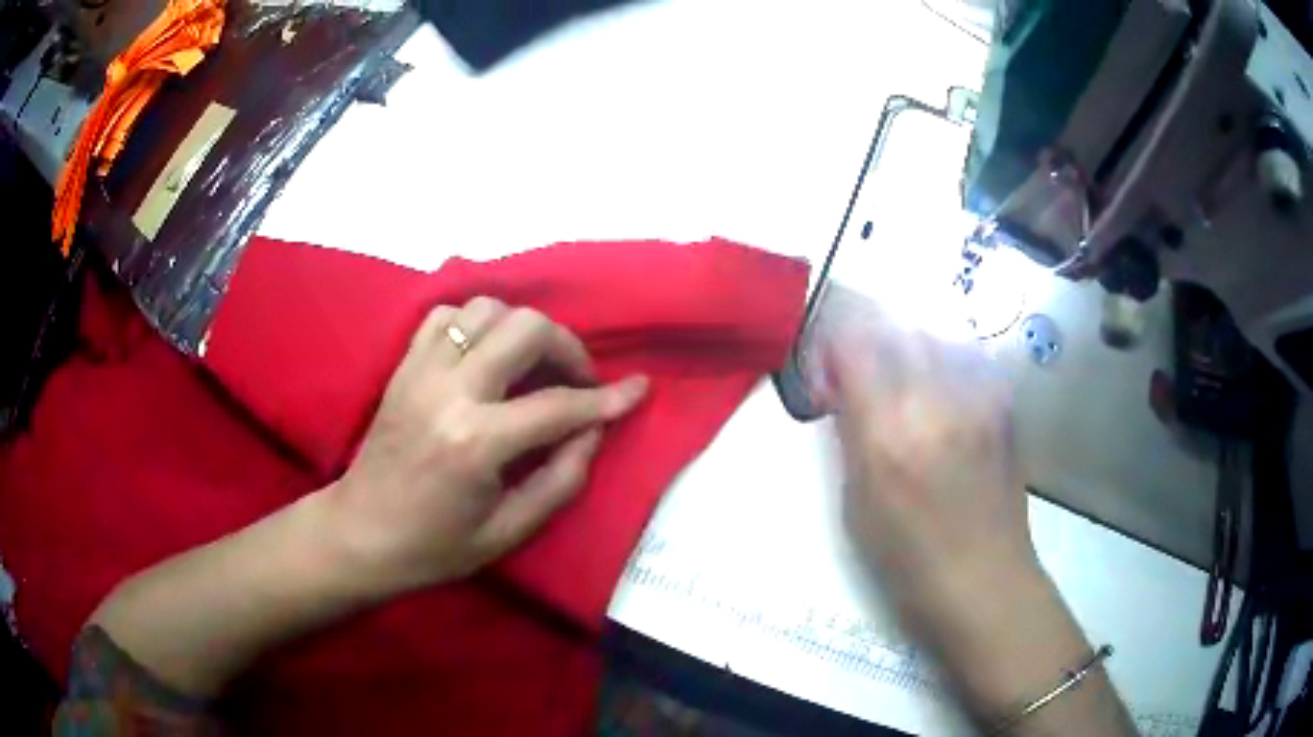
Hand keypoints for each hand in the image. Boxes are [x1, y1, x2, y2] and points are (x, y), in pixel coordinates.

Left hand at [329, 297, 648, 595]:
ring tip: (532, 366)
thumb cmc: (435, 546)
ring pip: (487, 309)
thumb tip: (594, 431)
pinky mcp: (404, 365)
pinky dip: (477, 322)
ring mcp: (421, 370)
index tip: (640, 388)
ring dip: (522, 329)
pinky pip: (447, 314)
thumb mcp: (509, 531)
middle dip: (566, 348)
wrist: (361, 533)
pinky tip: (487, 354)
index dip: (608, 399)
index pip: (559, 406)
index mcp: (475, 442)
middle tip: (577, 381)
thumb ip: (561, 479)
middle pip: (525, 329)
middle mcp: (449, 391)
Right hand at [811, 289, 1038, 628]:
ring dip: (909, 350)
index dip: (831, 347)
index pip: (853, 343)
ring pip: (934, 336)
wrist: (985, 580)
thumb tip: (840, 389)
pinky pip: (968, 357)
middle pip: (895, 328)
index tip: (827, 377)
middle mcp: (936, 400)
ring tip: (906, 387)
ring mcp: (977, 398)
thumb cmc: (908, 559)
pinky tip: (943, 397)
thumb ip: (849, 434)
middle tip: (863, 380)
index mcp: (889, 432)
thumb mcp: (857, 503)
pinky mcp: (1004, 404)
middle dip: (870, 345)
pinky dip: (946, 363)